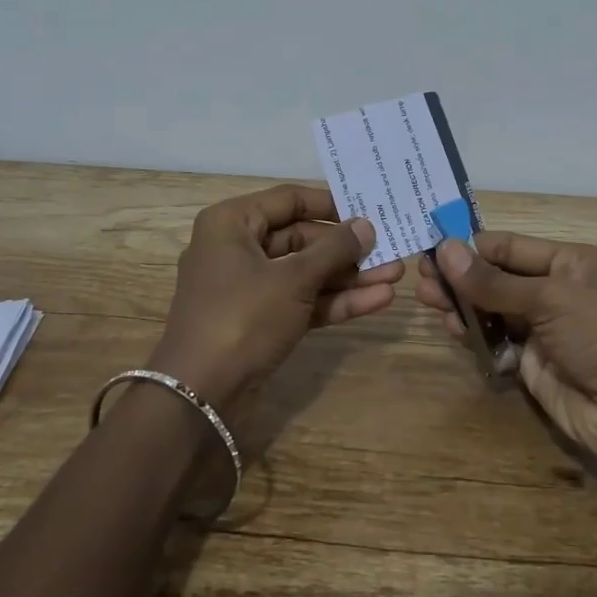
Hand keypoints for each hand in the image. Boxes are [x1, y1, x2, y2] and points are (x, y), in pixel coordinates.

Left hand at [149, 184, 402, 408]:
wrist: (200, 396)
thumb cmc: (242, 317)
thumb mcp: (293, 279)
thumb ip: (334, 249)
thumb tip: (366, 225)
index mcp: (232, 223)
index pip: (289, 200)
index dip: (331, 204)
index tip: (369, 209)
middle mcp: (238, 248)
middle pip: (302, 238)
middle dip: (347, 248)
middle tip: (391, 248)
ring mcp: (249, 287)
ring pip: (306, 272)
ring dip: (349, 276)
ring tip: (396, 276)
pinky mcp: (260, 320)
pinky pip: (301, 300)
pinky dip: (334, 300)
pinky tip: (377, 301)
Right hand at [416, 231, 596, 478]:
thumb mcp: (550, 298)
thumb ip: (493, 280)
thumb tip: (444, 249)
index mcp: (569, 263)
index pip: (510, 246)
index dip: (471, 245)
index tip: (430, 244)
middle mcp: (555, 292)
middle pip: (496, 278)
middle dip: (460, 276)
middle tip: (420, 277)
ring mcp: (543, 331)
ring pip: (491, 310)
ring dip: (461, 305)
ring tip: (426, 300)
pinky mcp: (532, 367)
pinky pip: (495, 344)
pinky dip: (474, 337)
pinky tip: (453, 330)